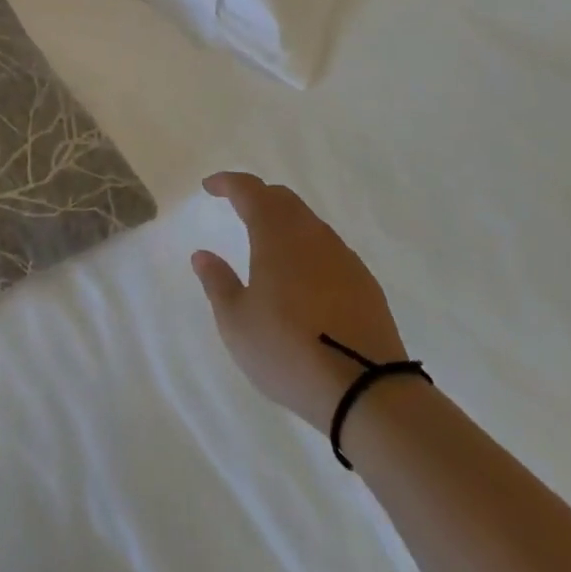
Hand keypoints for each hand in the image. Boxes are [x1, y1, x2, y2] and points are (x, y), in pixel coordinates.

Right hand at [192, 171, 408, 428]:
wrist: (368, 389)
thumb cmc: (288, 350)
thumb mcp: (237, 323)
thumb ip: (218, 283)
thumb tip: (203, 254)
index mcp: (275, 234)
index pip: (249, 190)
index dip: (227, 182)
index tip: (210, 186)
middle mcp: (311, 233)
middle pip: (282, 199)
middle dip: (258, 196)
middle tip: (238, 207)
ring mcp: (342, 256)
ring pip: (308, 222)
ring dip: (285, 222)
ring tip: (269, 244)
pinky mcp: (364, 281)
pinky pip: (329, 249)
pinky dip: (308, 248)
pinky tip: (304, 277)